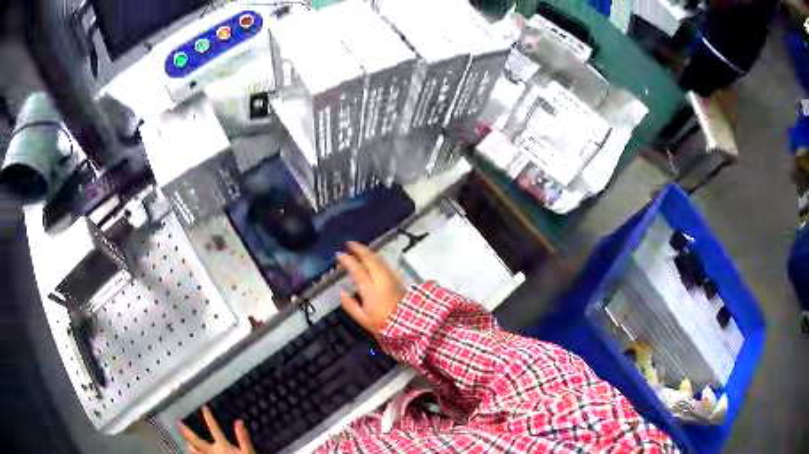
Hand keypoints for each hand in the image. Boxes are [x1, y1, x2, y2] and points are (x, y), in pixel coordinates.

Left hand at [178, 406, 254, 453]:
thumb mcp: (248, 452)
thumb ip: (243, 438)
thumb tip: (239, 422)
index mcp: (222, 446)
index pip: (214, 429)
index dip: (209, 418)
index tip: (204, 408)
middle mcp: (212, 452)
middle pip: (196, 441)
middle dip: (187, 432)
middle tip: (177, 423)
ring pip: (194, 452)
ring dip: (189, 446)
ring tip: (185, 442)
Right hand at [337, 241, 404, 334]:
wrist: (408, 326)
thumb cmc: (383, 324)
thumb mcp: (362, 319)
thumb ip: (350, 305)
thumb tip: (342, 291)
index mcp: (370, 290)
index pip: (358, 270)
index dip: (348, 261)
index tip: (339, 254)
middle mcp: (381, 280)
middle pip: (370, 259)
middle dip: (359, 249)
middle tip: (349, 244)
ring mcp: (391, 278)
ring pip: (379, 259)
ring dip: (369, 252)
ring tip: (359, 248)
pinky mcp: (398, 280)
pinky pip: (386, 264)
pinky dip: (377, 257)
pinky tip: (374, 257)